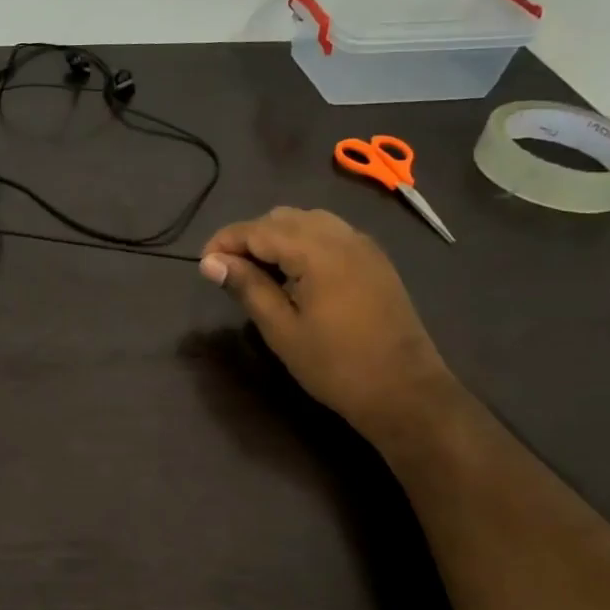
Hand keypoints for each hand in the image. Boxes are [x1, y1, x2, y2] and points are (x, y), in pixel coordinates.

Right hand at [199, 207, 453, 431]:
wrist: (405, 391)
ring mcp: (363, 246)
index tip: (204, 266)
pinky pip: (330, 234)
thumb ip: (246, 287)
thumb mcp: (281, 329)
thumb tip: (210, 262)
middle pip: (283, 217)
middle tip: (229, 271)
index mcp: (317, 252)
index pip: (258, 229)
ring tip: (258, 271)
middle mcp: (342, 237)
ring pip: (308, 221)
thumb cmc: (335, 365)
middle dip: (250, 236)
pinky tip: (294, 274)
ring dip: (277, 237)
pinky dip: (303, 242)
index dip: (225, 242)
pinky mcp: (374, 261)